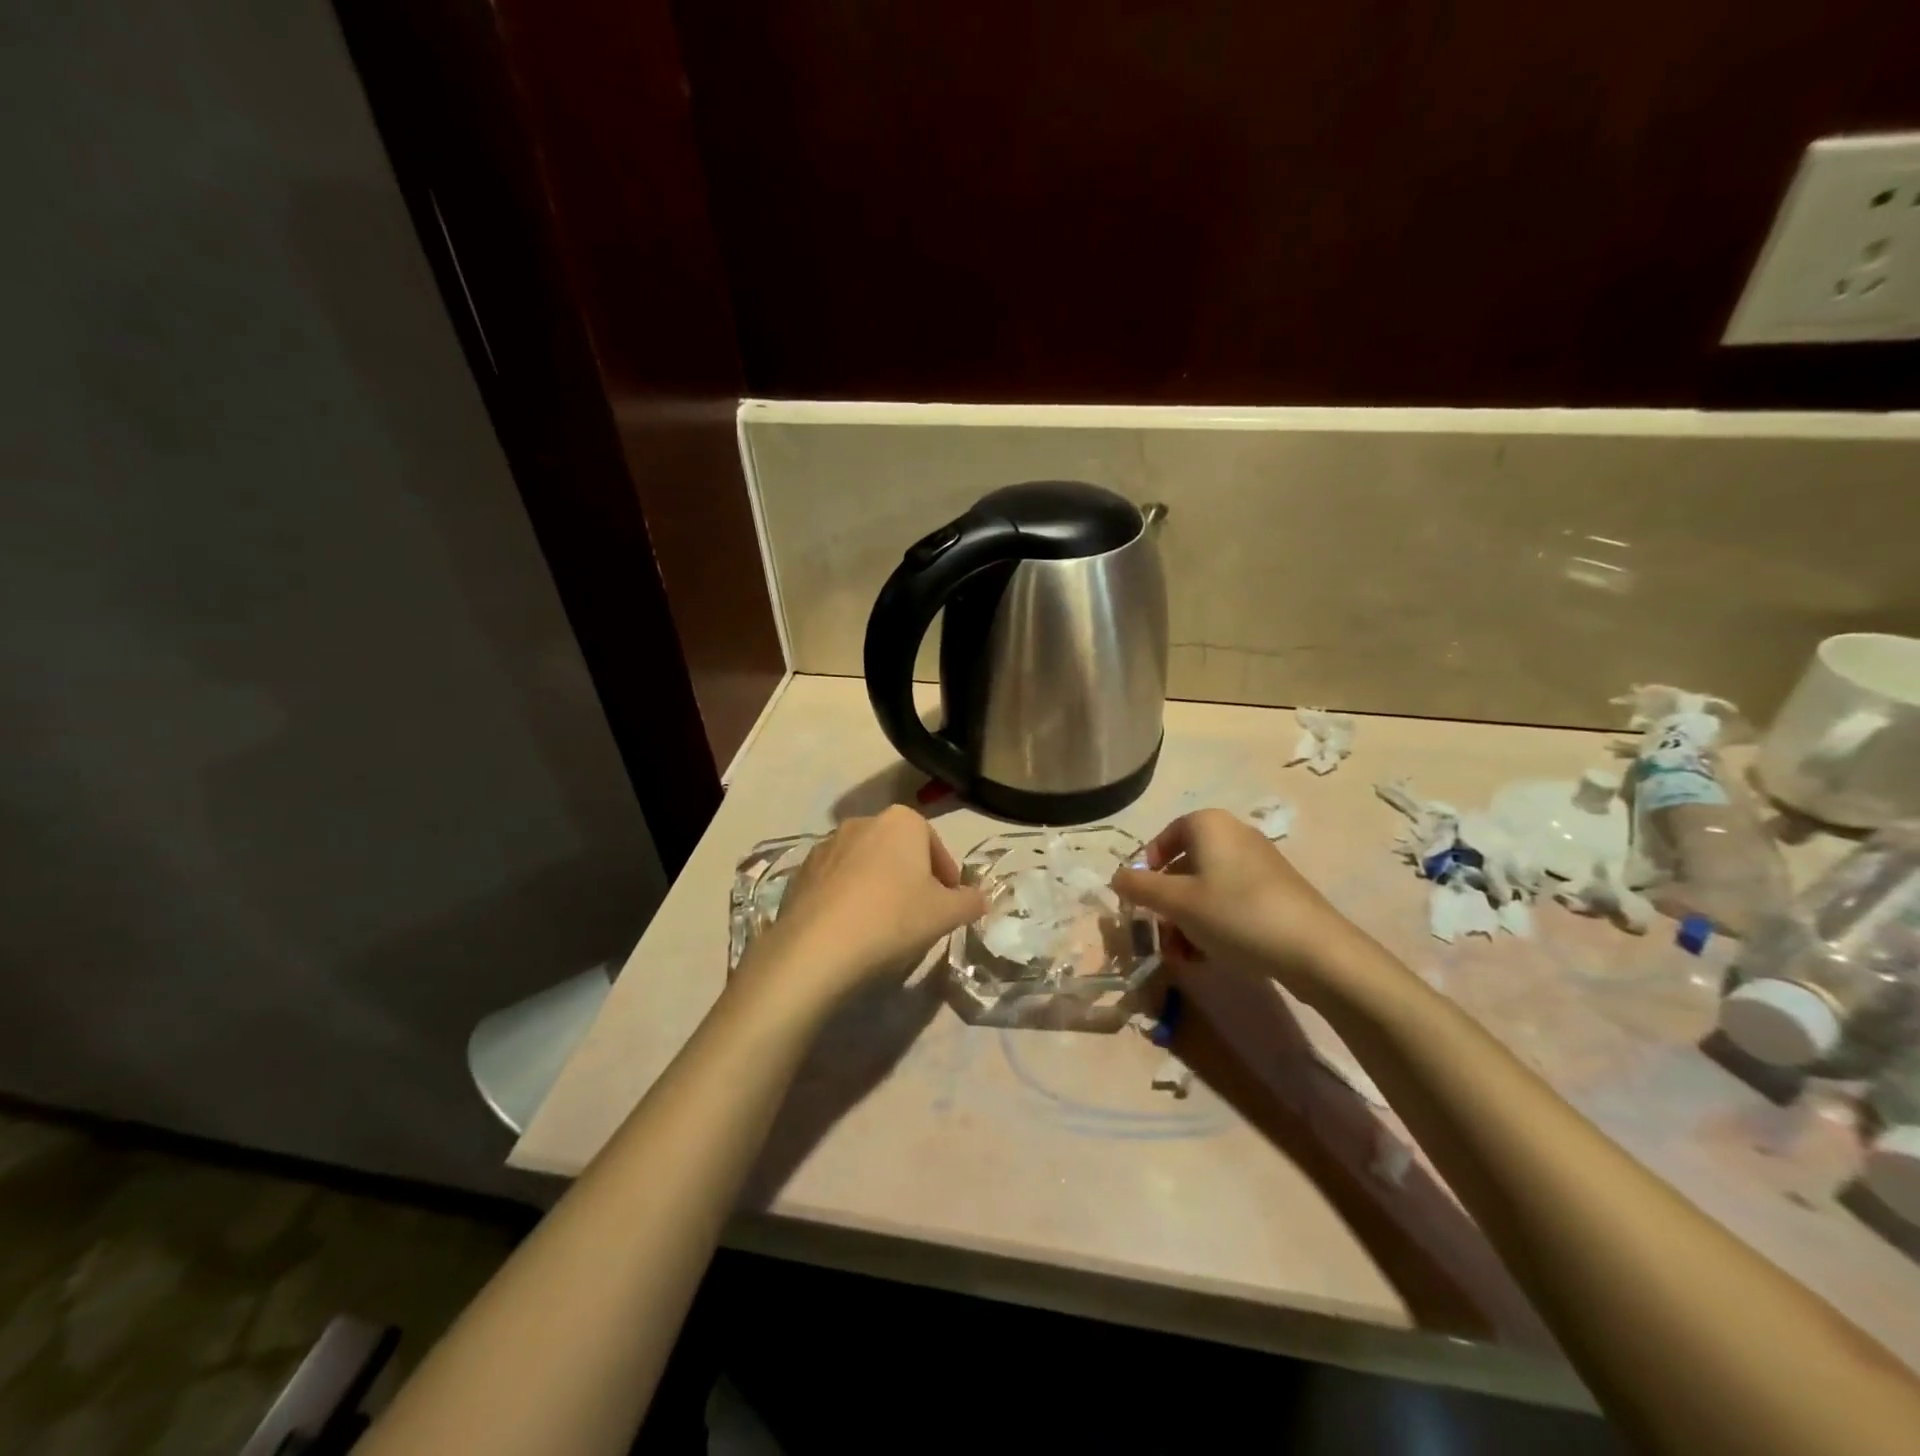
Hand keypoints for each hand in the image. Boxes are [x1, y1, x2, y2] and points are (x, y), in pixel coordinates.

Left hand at [736, 806, 986, 1013]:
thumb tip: (978, 899)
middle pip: (898, 851)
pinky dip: (848, 898)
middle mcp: (863, 821)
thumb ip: (970, 902)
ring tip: (883, 925)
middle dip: (911, 877)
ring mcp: (827, 844)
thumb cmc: (893, 919)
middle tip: (919, 915)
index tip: (949, 904)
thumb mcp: (946, 914)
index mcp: (901, 821)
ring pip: (866, 864)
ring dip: (878, 886)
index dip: (947, 877)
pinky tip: (851, 929)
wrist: (817, 948)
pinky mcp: (801, 871)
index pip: (935, 845)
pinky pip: (836, 881)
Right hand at [1112, 809, 1389, 1006]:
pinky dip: (1213, 923)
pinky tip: (1210, 955)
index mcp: (1208, 824)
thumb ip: (1139, 887)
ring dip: (1186, 920)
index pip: (1162, 839)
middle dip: (1166, 904)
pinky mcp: (1276, 890)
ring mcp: (1258, 862)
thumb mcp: (1176, 902)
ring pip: (1206, 888)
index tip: (1140, 903)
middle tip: (1160, 936)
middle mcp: (1233, 833)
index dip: (1145, 871)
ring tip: (1183, 955)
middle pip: (1183, 866)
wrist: (1314, 950)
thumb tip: (1116, 877)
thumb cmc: (1235, 914)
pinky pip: (1230, 900)